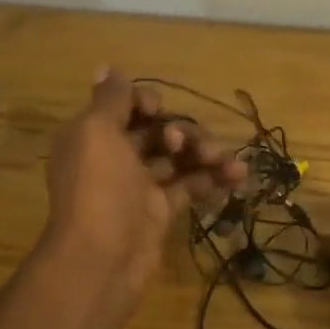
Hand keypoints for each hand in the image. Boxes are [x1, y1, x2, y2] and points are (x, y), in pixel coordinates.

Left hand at [43, 69, 246, 312]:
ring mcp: (138, 187)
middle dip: (182, 130)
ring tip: (228, 163)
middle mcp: (114, 158)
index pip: (125, 107)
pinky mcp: (160, 212)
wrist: (102, 261)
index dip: (146, 103)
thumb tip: (106, 67)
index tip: (158, 112)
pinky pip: (190, 186)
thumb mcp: (96, 133)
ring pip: (177, 159)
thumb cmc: (99, 190)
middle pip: (156, 131)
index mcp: (92, 136)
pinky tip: (237, 177)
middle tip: (186, 145)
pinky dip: (212, 179)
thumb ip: (110, 100)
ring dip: (205, 153)